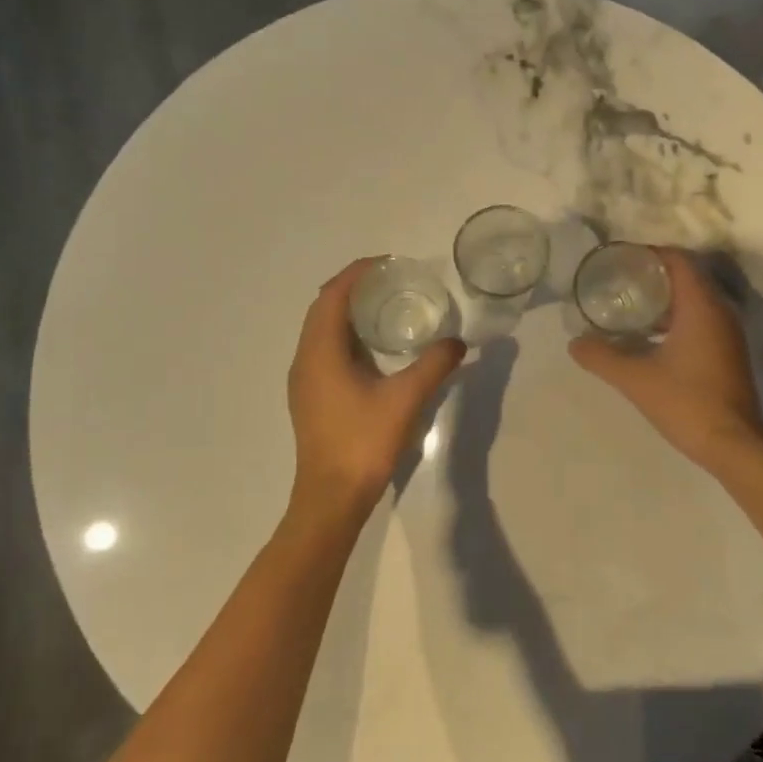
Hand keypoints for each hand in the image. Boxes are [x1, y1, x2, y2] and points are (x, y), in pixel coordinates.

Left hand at [287, 259, 466, 526]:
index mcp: (320, 352)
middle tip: (392, 281)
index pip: (332, 295)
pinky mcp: (310, 396)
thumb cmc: (363, 442)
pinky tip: (375, 348)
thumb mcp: (406, 399)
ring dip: (349, 312)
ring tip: (387, 306)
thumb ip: (434, 365)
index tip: (388, 263)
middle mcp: (305, 359)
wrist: (331, 498)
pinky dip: (346, 335)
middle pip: (323, 308)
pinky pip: (324, 349)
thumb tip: (458, 342)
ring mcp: (304, 380)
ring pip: (322, 330)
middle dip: (354, 288)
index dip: (357, 273)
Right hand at [568, 247, 762, 469]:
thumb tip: (574, 343)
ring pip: (694, 300)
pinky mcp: (728, 353)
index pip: (678, 260)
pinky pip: (700, 320)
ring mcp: (728, 334)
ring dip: (664, 299)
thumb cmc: (686, 402)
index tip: (621, 259)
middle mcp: (720, 312)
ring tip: (629, 306)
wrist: (733, 446)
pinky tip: (650, 337)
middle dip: (653, 275)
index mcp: (701, 306)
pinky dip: (676, 318)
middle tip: (619, 280)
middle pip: (686, 277)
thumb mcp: (635, 378)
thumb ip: (601, 357)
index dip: (650, 253)